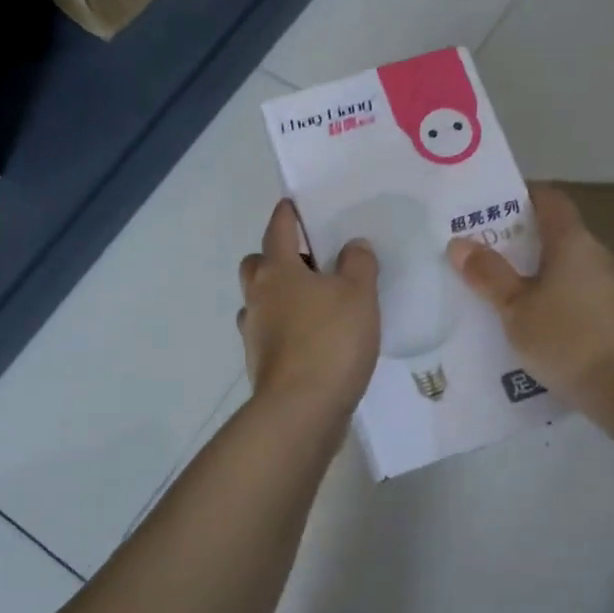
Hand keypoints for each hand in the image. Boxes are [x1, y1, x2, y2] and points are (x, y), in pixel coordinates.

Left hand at [239, 200, 380, 418]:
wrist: (302, 408)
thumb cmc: (331, 340)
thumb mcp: (359, 294)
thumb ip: (358, 263)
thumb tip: (352, 246)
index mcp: (277, 270)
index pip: (278, 229)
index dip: (287, 213)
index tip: (294, 204)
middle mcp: (258, 297)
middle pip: (257, 264)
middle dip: (276, 257)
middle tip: (310, 263)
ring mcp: (254, 332)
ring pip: (260, 301)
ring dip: (279, 296)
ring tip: (315, 303)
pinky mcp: (261, 363)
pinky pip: (270, 333)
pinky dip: (285, 329)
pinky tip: (312, 338)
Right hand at [447, 184, 613, 413]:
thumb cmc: (568, 339)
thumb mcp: (516, 309)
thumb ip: (489, 275)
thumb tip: (459, 243)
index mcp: (573, 242)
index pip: (550, 199)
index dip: (521, 195)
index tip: (489, 205)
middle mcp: (596, 256)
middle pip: (555, 234)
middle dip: (518, 239)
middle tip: (480, 251)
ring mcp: (609, 287)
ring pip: (564, 268)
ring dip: (533, 273)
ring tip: (496, 288)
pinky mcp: (613, 317)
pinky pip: (574, 295)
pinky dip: (550, 298)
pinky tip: (527, 322)